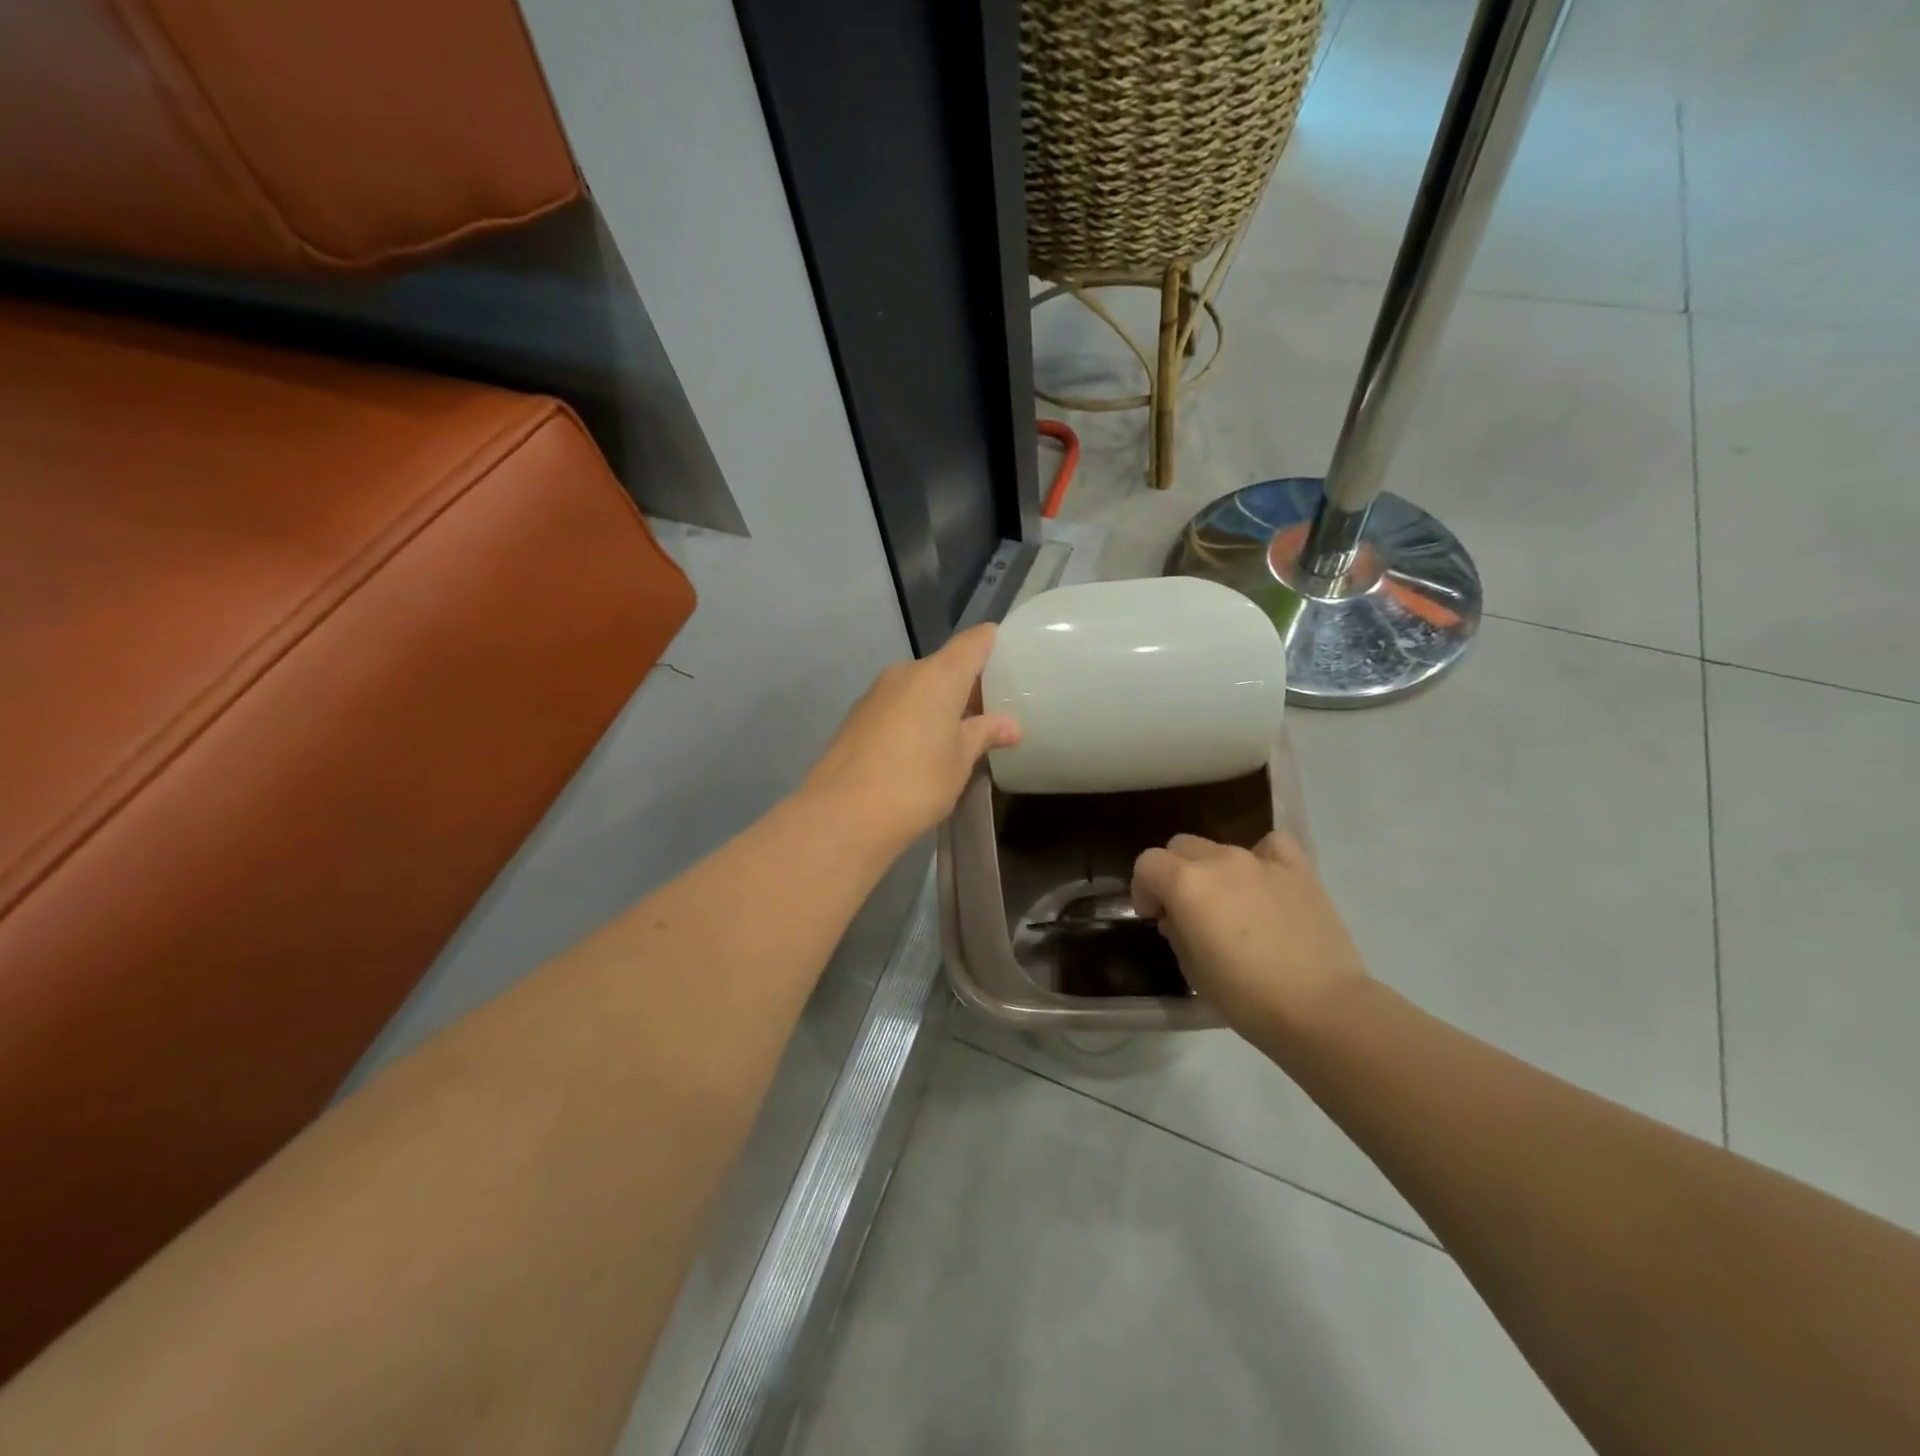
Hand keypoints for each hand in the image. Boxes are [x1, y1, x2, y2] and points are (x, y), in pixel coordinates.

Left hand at [803, 624, 1020, 851]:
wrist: (843, 814)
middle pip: (945, 665)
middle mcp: (906, 673)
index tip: (1011, 660)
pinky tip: (920, 749)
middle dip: (967, 685)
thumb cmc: (917, 783)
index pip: (974, 641)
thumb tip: (1010, 725)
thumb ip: (984, 734)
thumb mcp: (960, 761)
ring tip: (957, 735)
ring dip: (939, 703)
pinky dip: (914, 716)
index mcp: (939, 675)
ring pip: (918, 686)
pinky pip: (897, 704)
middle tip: (990, 713)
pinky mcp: (857, 715)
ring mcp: (876, 693)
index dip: (994, 644)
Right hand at [1131, 833, 1367, 1034]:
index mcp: (1185, 883)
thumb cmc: (1245, 997)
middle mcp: (1219, 861)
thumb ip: (1177, 931)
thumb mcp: (1192, 970)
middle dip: (1174, 873)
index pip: (1147, 863)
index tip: (1153, 916)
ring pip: (1220, 848)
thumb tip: (1180, 918)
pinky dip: (1261, 858)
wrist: (1321, 1009)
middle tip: (1187, 911)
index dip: (1144, 889)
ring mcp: (1261, 861)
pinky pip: (1270, 846)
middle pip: (1180, 847)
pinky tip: (1265, 883)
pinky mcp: (1298, 870)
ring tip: (1231, 906)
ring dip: (1214, 871)